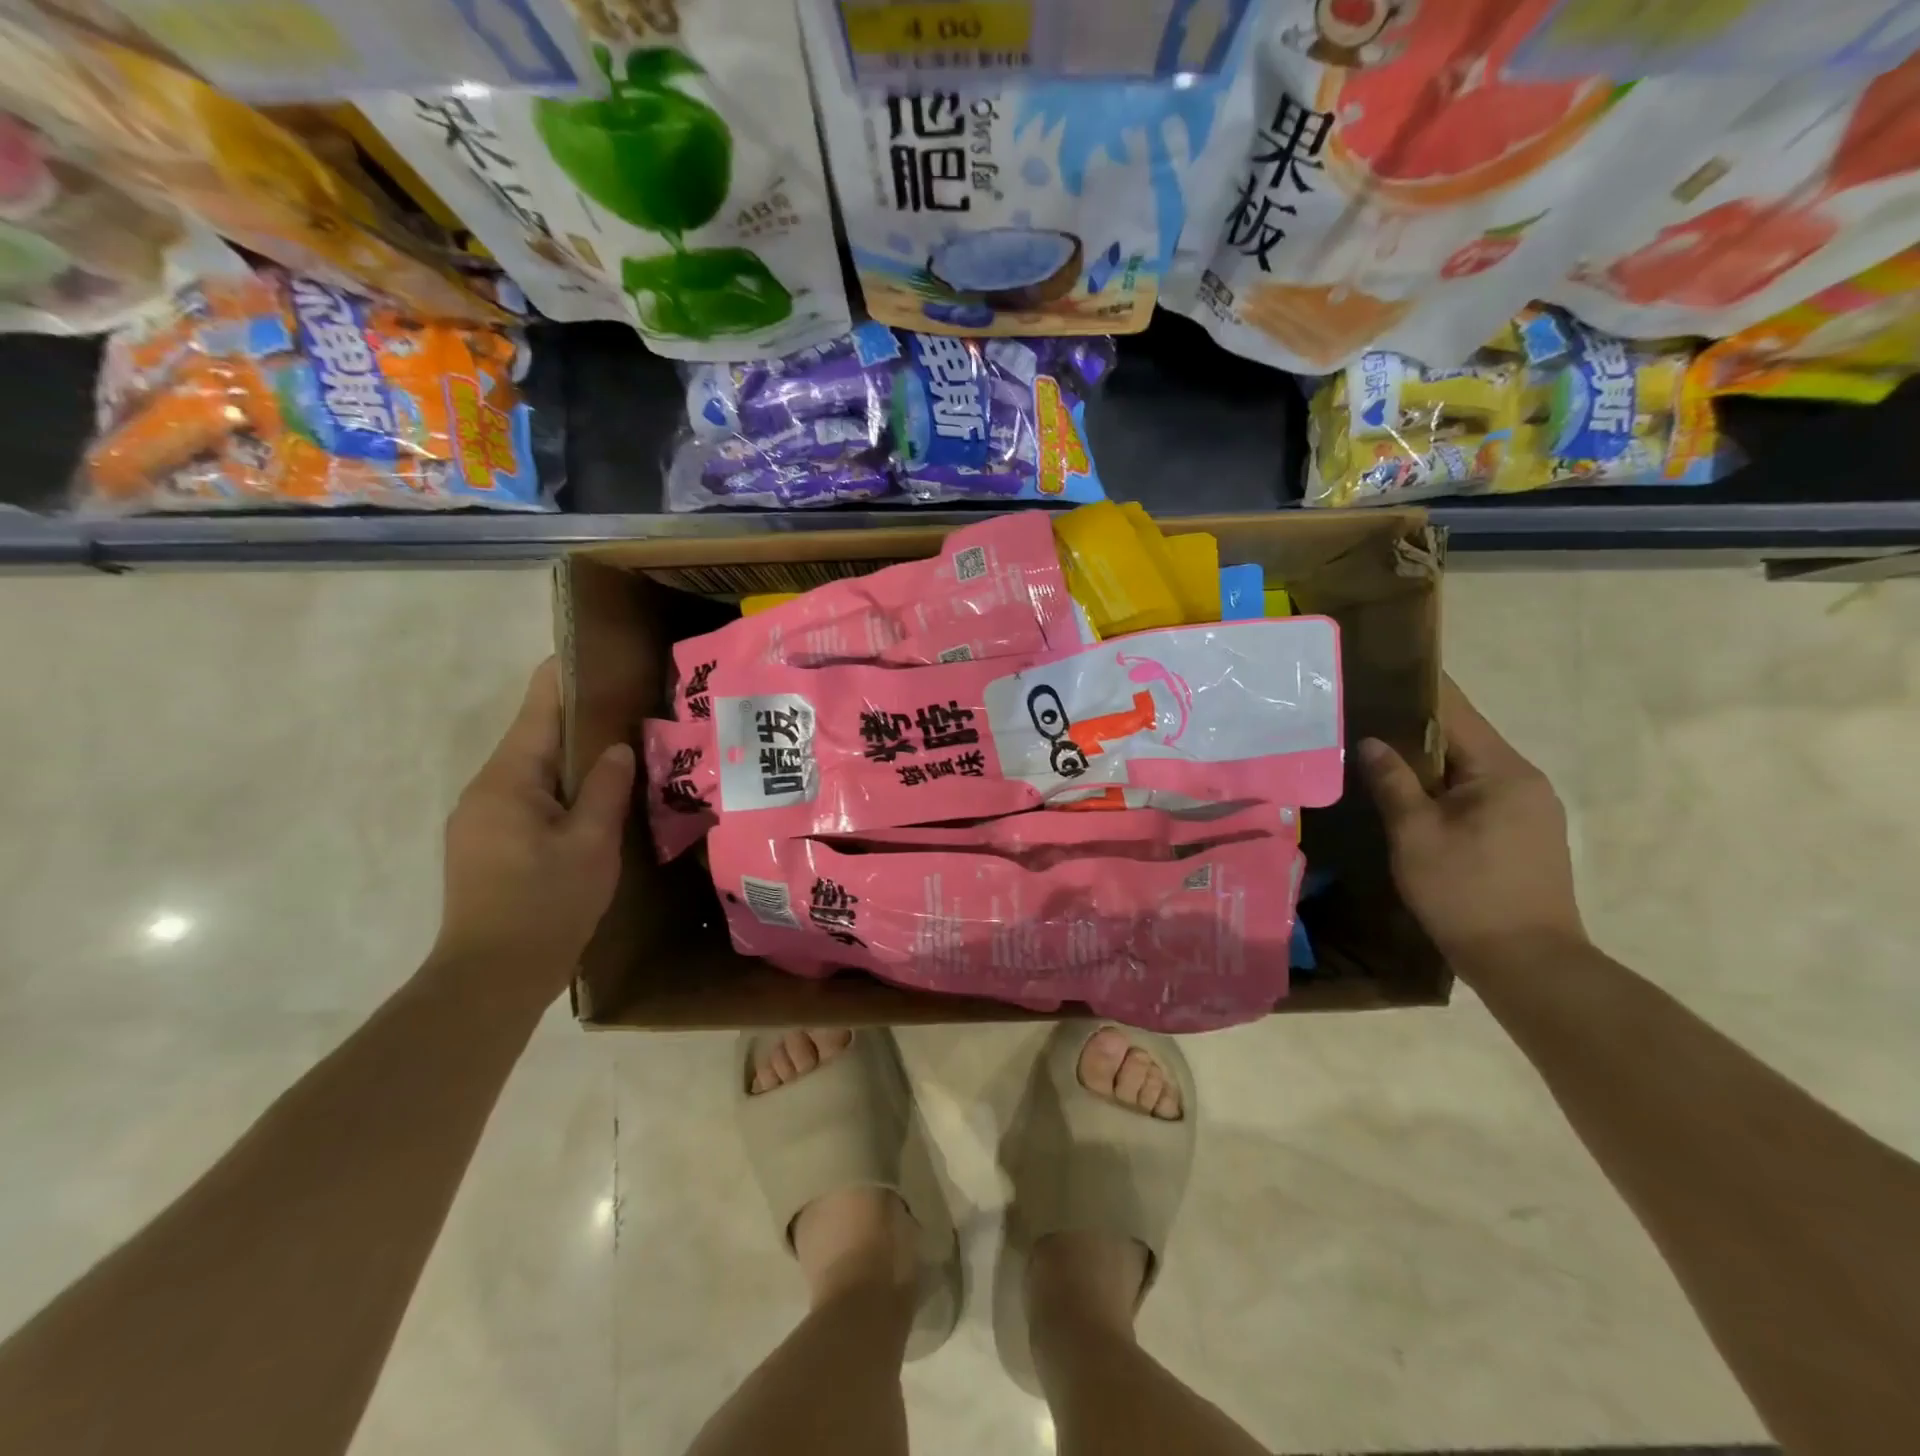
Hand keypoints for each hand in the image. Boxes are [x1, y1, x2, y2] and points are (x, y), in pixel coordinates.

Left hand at [433, 659, 634, 993]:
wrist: (491, 979)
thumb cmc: (545, 904)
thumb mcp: (591, 844)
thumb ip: (606, 789)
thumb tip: (616, 747)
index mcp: (508, 780)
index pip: (538, 709)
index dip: (567, 677)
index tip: (602, 655)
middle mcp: (487, 790)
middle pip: (536, 737)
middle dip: (581, 719)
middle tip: (635, 708)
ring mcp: (482, 819)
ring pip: (535, 771)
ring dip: (575, 758)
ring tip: (626, 750)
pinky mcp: (488, 845)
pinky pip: (531, 799)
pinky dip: (564, 789)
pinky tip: (597, 800)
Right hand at [1358, 677, 1585, 967]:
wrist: (1527, 963)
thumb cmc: (1466, 892)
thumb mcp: (1416, 835)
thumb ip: (1393, 782)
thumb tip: (1371, 742)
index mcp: (1503, 772)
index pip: (1457, 713)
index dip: (1418, 692)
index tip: (1382, 674)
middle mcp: (1525, 781)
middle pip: (1463, 740)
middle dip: (1414, 730)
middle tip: (1363, 719)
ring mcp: (1531, 810)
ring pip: (1468, 770)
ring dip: (1427, 763)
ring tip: (1377, 756)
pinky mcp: (1525, 835)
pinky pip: (1477, 795)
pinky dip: (1443, 789)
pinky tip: (1410, 798)